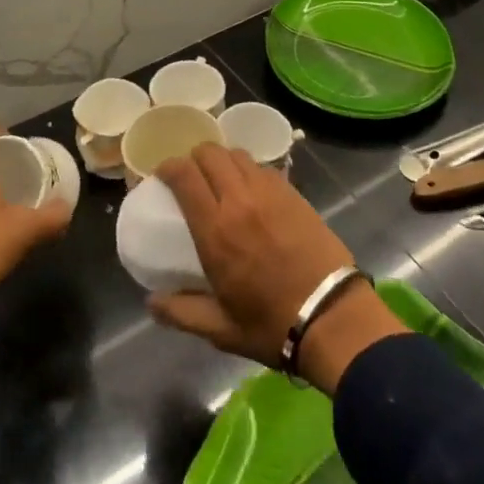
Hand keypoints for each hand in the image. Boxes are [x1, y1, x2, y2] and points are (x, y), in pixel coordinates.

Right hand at [149, 143, 404, 393]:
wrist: (331, 315)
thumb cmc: (271, 324)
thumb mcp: (221, 329)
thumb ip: (182, 312)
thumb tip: (151, 303)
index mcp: (215, 229)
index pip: (184, 175)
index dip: (168, 166)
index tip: (163, 175)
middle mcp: (239, 200)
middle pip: (210, 153)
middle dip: (194, 157)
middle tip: (191, 175)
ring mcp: (269, 192)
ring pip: (237, 154)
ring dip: (223, 160)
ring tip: (221, 178)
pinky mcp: (293, 192)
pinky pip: (263, 167)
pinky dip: (249, 170)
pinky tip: (251, 189)